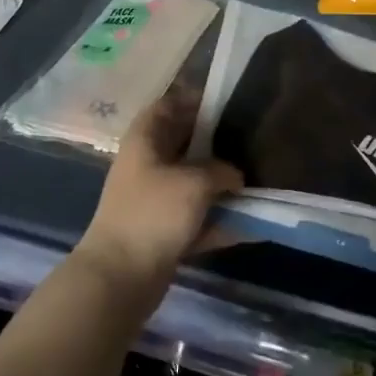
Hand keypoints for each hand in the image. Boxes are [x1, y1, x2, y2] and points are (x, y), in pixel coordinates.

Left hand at [76, 92, 242, 290]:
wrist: (120, 276)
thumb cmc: (154, 213)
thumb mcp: (196, 182)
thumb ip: (222, 170)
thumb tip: (235, 175)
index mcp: (146, 139)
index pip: (169, 104)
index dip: (195, 100)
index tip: (227, 103)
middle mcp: (147, 163)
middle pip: (184, 143)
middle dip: (215, 142)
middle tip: (249, 140)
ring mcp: (154, 198)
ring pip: (192, 181)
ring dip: (219, 183)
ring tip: (254, 179)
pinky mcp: (162, 230)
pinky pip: (196, 217)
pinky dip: (218, 219)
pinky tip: (250, 224)